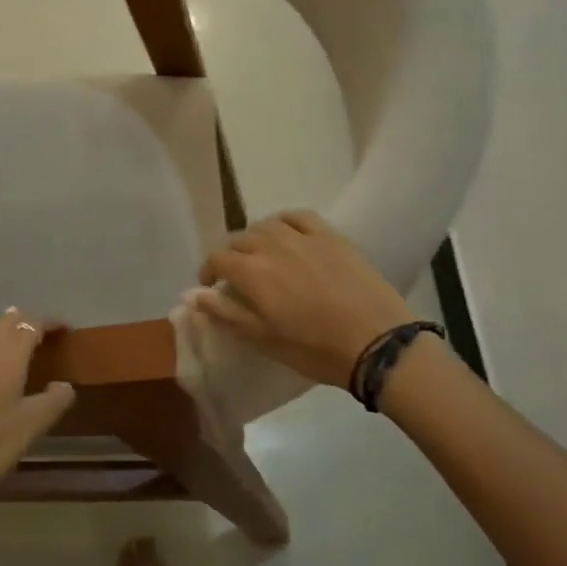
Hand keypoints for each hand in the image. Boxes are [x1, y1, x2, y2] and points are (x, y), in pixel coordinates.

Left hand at [0, 309, 75, 535]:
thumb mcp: (32, 425)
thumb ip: (55, 400)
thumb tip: (64, 385)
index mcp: (11, 355)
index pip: (33, 325)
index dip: (50, 323)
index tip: (65, 329)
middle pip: (9, 324)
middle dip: (27, 323)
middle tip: (43, 332)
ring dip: (2, 326)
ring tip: (14, 322)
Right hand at [191, 210, 414, 387]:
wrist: (376, 342)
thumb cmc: (314, 348)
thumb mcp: (262, 338)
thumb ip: (224, 312)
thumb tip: (189, 294)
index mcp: (252, 272)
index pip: (217, 258)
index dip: (209, 271)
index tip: (212, 287)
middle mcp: (272, 245)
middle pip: (239, 239)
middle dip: (232, 256)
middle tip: (239, 278)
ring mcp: (303, 237)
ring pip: (266, 224)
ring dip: (256, 238)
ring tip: (263, 256)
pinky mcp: (330, 236)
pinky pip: (299, 217)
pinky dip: (285, 222)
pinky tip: (288, 234)